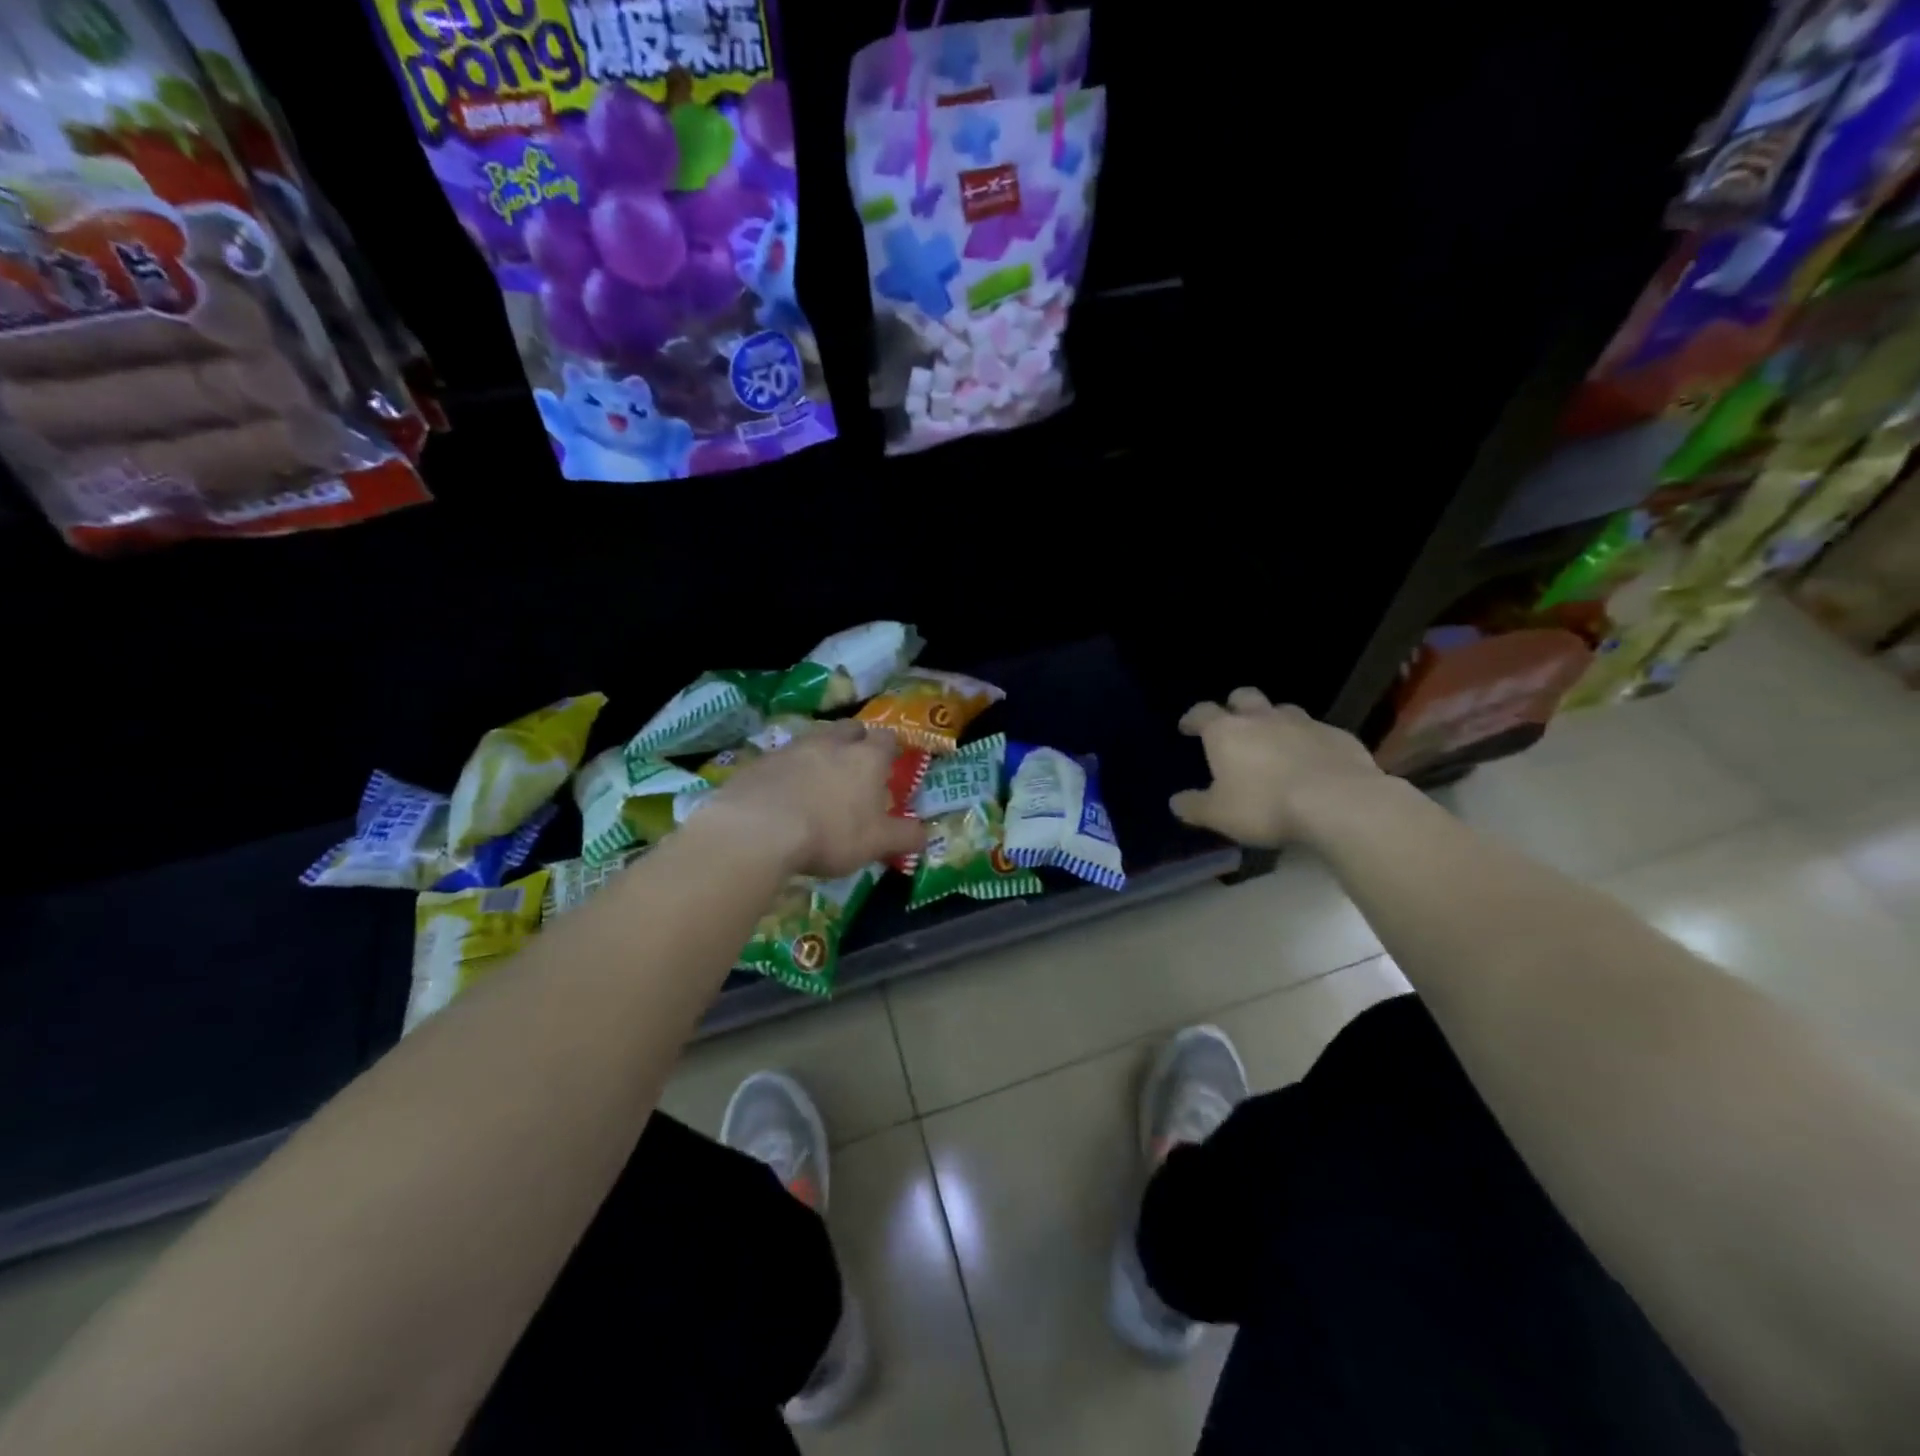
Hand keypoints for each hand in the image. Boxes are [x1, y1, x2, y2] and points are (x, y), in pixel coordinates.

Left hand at [703, 721, 925, 878]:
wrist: (758, 829)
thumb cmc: (831, 833)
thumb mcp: (877, 843)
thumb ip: (905, 837)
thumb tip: (926, 835)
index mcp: (866, 758)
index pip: (886, 738)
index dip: (890, 747)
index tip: (890, 760)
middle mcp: (832, 743)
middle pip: (849, 728)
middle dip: (855, 740)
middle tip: (856, 762)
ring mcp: (792, 748)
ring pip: (814, 740)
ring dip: (820, 753)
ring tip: (819, 779)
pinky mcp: (760, 762)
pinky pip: (781, 760)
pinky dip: (788, 771)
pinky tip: (784, 794)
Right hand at [1170, 688, 1384, 847]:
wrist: (1338, 803)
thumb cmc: (1265, 805)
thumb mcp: (1219, 815)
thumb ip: (1195, 806)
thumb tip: (1176, 802)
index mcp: (1227, 732)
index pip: (1202, 713)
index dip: (1192, 718)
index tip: (1187, 727)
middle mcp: (1262, 718)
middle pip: (1244, 697)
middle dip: (1234, 706)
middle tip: (1232, 725)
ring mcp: (1304, 723)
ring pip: (1283, 710)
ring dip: (1274, 721)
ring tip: (1274, 741)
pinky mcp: (1338, 736)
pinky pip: (1317, 732)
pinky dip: (1308, 741)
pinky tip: (1312, 761)